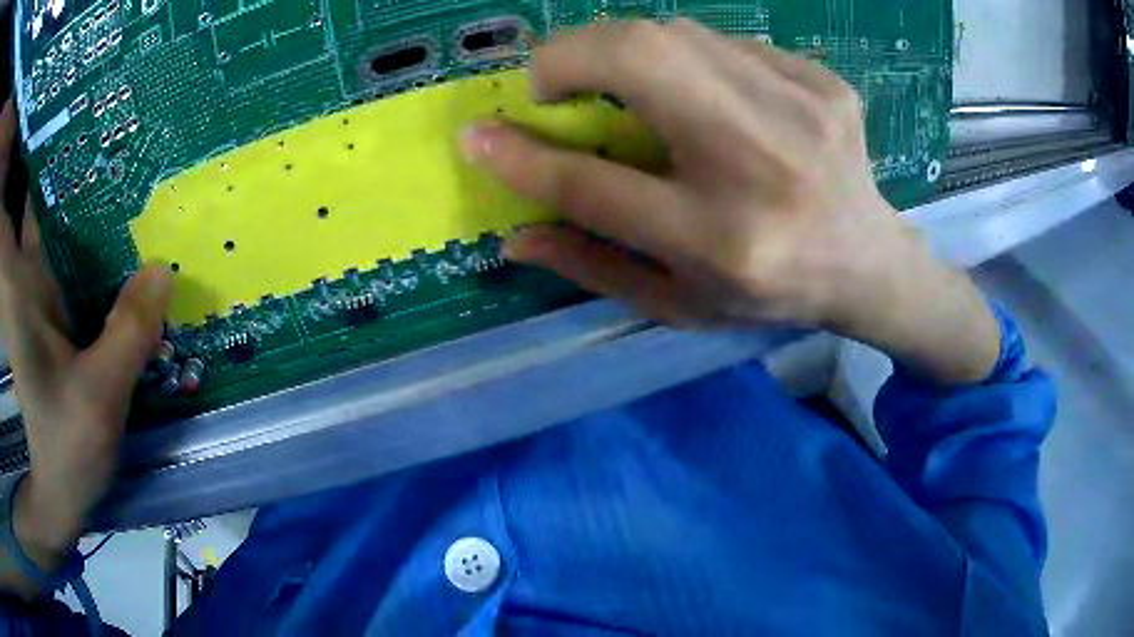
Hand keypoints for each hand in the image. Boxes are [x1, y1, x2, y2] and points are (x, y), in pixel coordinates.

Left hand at [0, 103, 171, 593]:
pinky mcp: (55, 311)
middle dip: (68, 160)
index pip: (7, 213)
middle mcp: (25, 278)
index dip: (22, 165)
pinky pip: (71, 256)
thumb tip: (162, 268)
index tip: (49, 119)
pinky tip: (123, 235)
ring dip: (85, 197)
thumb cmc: (64, 449)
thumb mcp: (97, 399)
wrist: (58, 490)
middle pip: (40, 198)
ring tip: (130, 171)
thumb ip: (126, 334)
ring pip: (57, 224)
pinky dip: (92, 239)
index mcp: (19, 287)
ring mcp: (39, 293)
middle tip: (116, 129)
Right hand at [462, 20, 999, 383]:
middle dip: (570, 54)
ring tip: (625, 89)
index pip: (596, 184)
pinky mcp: (824, 81)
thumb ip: (593, 266)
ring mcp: (802, 110)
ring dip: (627, 51)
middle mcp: (763, 165)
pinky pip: (727, 43)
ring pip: (678, 34)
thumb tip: (513, 233)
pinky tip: (706, 96)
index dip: (524, 155)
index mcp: (722, 242)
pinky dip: (691, 59)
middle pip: (641, 60)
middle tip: (552, 82)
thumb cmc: (769, 292)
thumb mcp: (679, 304)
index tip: (477, 135)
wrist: (868, 262)